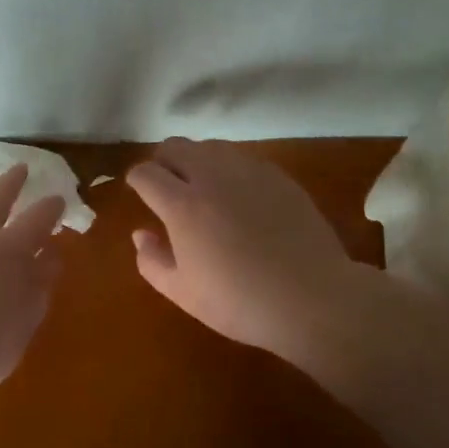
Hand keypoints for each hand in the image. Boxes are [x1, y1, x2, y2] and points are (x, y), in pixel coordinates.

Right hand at [127, 138, 368, 365]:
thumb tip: (140, 234)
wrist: (311, 297)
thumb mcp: (183, 293)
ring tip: (201, 186)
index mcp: (183, 205)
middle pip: (175, 146)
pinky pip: (242, 158)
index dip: (137, 179)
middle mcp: (212, 177)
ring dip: (196, 159)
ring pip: (209, 146)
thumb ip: (152, 260)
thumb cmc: (239, 302)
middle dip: (162, 160)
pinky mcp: (278, 176)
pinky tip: (238, 194)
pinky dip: (229, 168)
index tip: (138, 189)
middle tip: (165, 184)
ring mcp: (248, 171)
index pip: (147, 173)